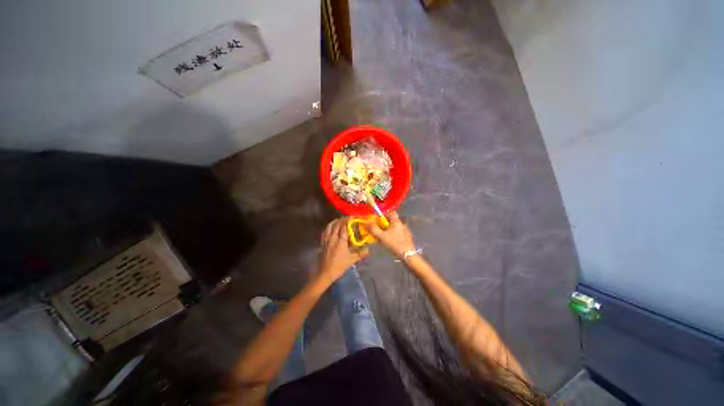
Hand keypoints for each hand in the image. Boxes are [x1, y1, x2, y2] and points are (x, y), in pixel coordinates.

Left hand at [318, 218, 368, 283]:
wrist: (325, 273)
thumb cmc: (339, 266)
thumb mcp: (351, 260)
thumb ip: (360, 254)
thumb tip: (369, 250)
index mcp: (340, 241)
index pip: (344, 227)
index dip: (349, 221)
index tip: (353, 217)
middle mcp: (332, 238)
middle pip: (337, 224)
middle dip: (343, 220)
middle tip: (349, 218)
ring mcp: (326, 239)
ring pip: (330, 226)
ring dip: (335, 221)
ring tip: (340, 220)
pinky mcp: (322, 242)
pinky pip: (325, 231)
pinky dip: (329, 226)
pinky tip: (332, 227)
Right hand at [368, 212, 416, 258]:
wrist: (407, 255)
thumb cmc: (394, 243)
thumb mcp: (382, 236)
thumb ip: (373, 229)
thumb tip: (366, 222)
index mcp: (397, 221)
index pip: (391, 212)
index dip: (384, 214)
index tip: (377, 218)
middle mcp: (402, 224)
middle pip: (392, 220)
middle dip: (385, 222)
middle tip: (378, 227)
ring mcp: (406, 231)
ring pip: (395, 227)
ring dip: (389, 229)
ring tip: (383, 234)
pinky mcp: (407, 238)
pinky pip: (398, 233)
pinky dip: (393, 234)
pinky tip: (390, 240)